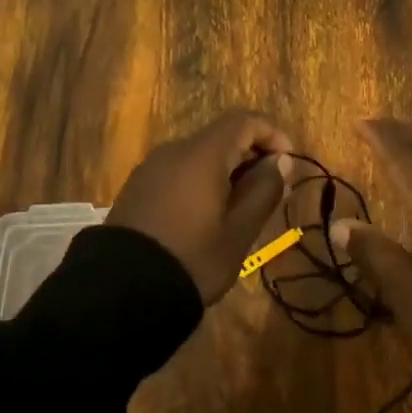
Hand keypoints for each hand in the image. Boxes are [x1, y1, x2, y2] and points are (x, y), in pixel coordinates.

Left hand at [110, 111, 293, 303]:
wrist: (122, 290)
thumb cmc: (192, 259)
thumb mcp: (239, 232)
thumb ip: (264, 191)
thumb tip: (281, 161)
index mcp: (202, 155)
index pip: (244, 121)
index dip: (272, 134)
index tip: (289, 163)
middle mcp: (174, 150)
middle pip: (221, 136)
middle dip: (251, 155)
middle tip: (270, 191)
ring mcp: (151, 168)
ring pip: (200, 155)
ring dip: (227, 170)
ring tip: (241, 208)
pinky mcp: (138, 187)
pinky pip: (179, 171)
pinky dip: (202, 180)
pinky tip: (208, 214)